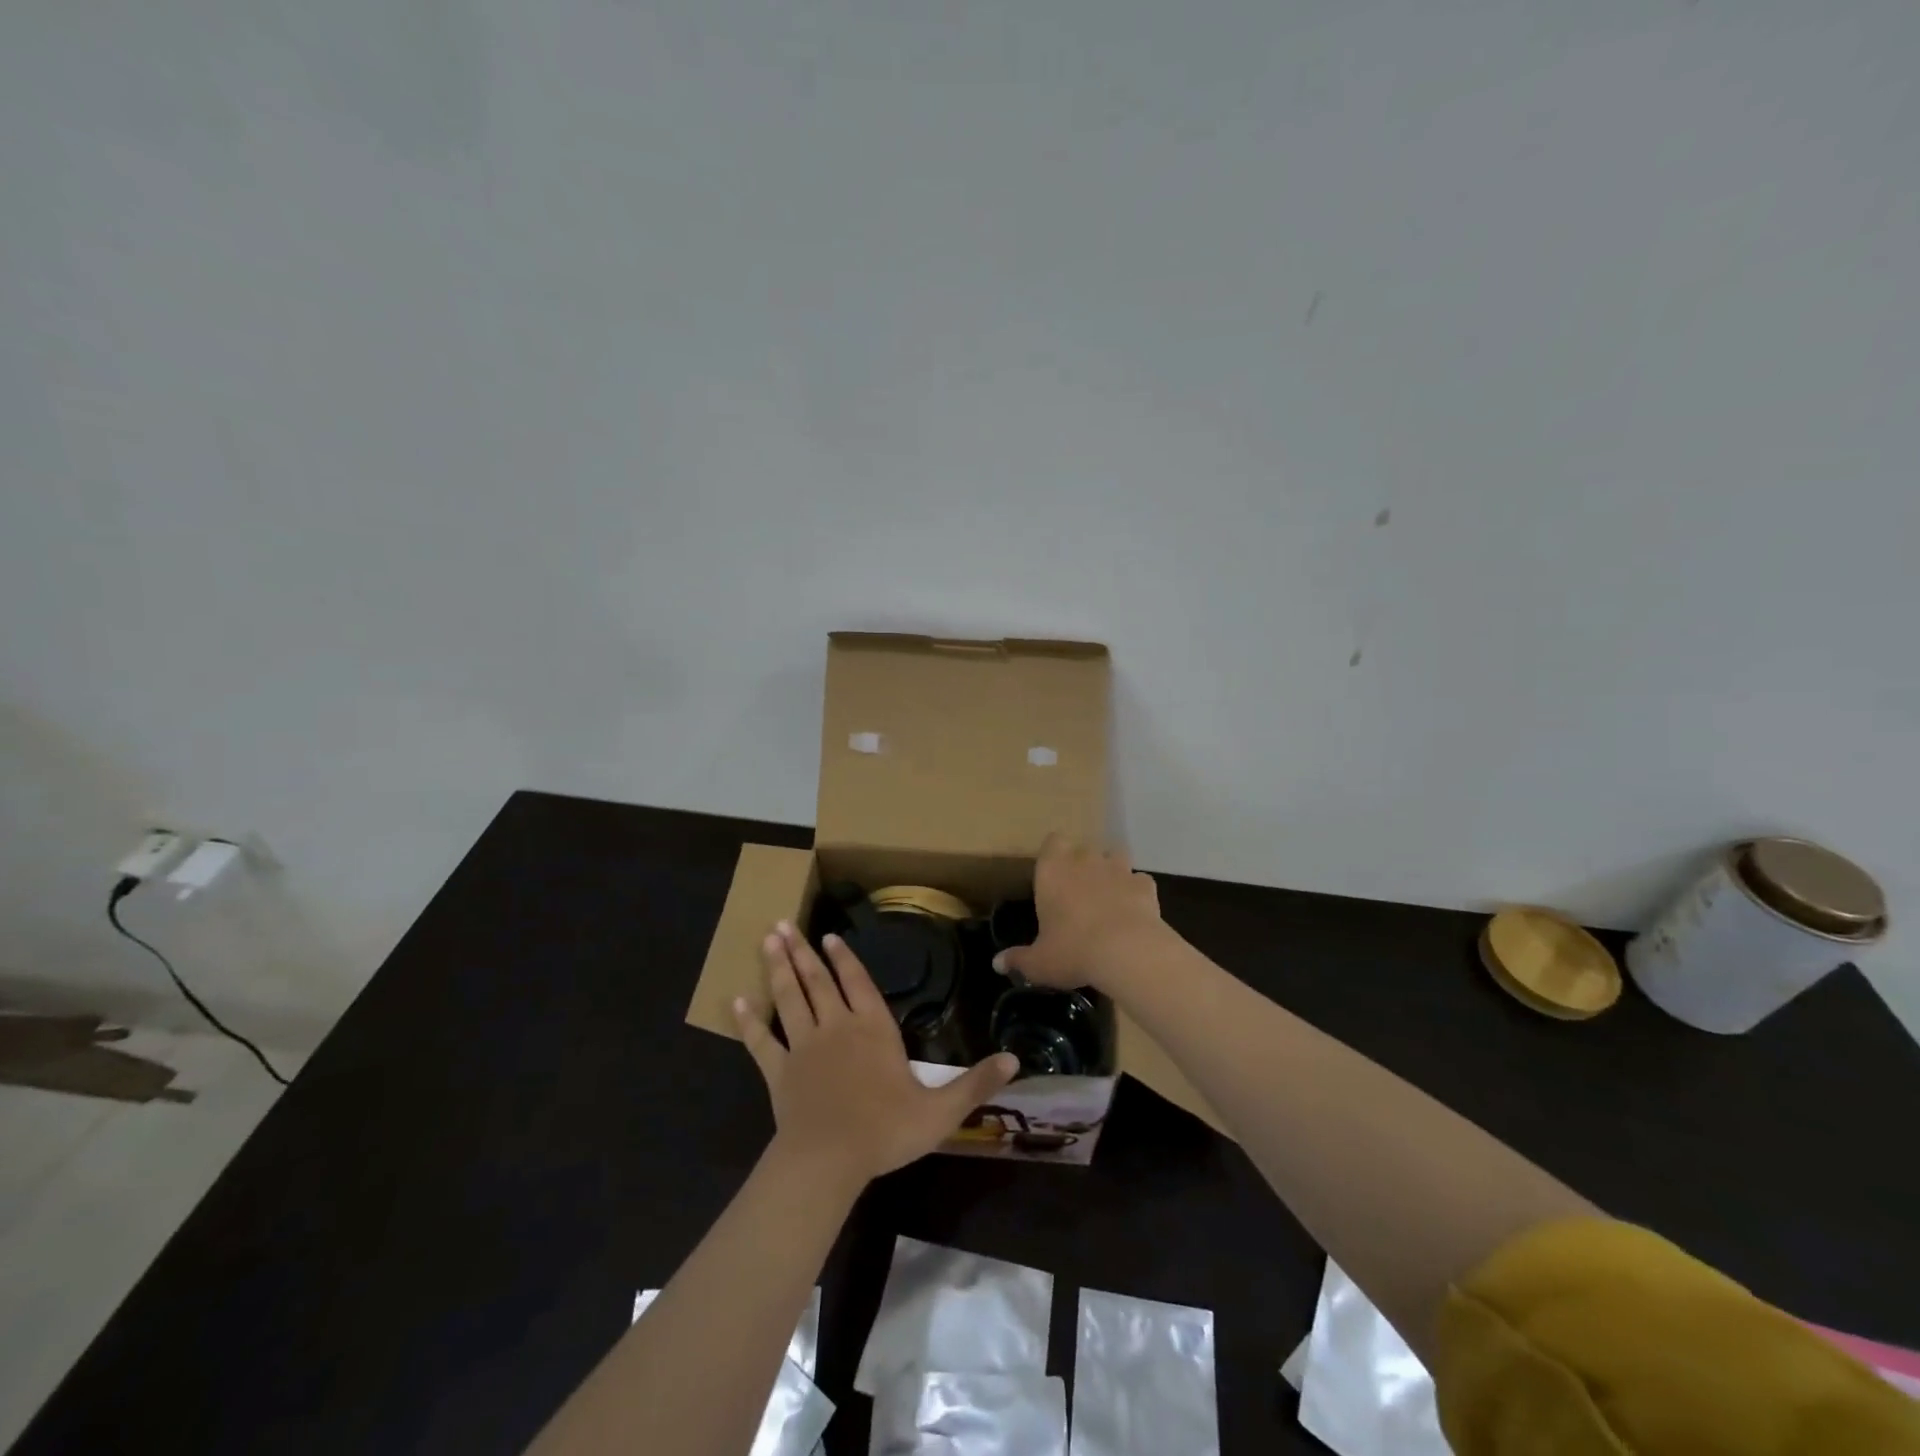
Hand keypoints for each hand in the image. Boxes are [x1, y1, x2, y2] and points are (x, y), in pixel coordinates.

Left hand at [734, 922, 1017, 1186]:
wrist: (828, 1161)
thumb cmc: (886, 1131)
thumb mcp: (941, 1111)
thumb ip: (976, 1083)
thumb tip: (1016, 1060)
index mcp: (873, 1029)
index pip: (857, 983)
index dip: (845, 959)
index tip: (830, 936)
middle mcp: (835, 1027)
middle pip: (817, 981)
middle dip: (802, 951)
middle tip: (783, 923)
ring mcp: (803, 1047)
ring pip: (788, 998)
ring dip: (777, 969)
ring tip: (767, 940)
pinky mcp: (778, 1071)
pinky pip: (760, 1041)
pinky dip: (748, 1021)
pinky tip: (736, 1002)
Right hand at [992, 833, 1165, 990]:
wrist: (1127, 951)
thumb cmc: (1072, 950)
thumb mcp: (1039, 962)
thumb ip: (1018, 959)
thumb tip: (997, 963)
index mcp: (1053, 869)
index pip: (1052, 841)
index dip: (1054, 854)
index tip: (1053, 876)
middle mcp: (1085, 860)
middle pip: (1083, 849)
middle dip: (1082, 865)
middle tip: (1078, 894)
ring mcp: (1118, 869)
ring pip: (1115, 857)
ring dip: (1111, 872)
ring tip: (1108, 897)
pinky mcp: (1146, 885)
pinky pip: (1139, 881)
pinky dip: (1136, 892)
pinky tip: (1133, 912)